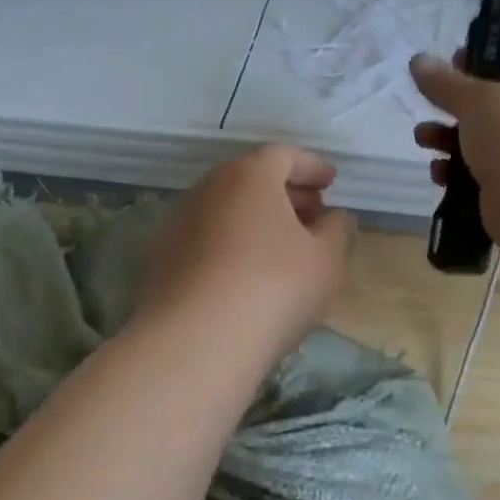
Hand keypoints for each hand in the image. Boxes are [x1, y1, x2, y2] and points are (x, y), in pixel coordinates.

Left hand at [138, 145, 356, 365]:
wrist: (193, 344)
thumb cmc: (273, 288)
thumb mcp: (326, 260)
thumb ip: (338, 231)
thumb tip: (335, 218)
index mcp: (248, 176)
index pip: (283, 156)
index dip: (311, 166)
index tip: (331, 182)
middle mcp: (207, 189)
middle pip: (251, 180)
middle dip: (286, 193)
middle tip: (313, 214)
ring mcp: (177, 224)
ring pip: (226, 210)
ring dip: (257, 220)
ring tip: (283, 248)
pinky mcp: (161, 260)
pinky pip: (206, 239)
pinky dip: (232, 244)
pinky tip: (247, 275)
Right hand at [410, 53, 499, 199]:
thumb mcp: (476, 99)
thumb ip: (445, 82)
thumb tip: (418, 60)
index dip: (473, 70)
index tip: (443, 71)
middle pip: (488, 113)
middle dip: (451, 112)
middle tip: (426, 112)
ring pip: (480, 146)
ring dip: (447, 142)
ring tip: (422, 141)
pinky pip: (477, 177)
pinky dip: (455, 174)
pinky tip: (439, 175)